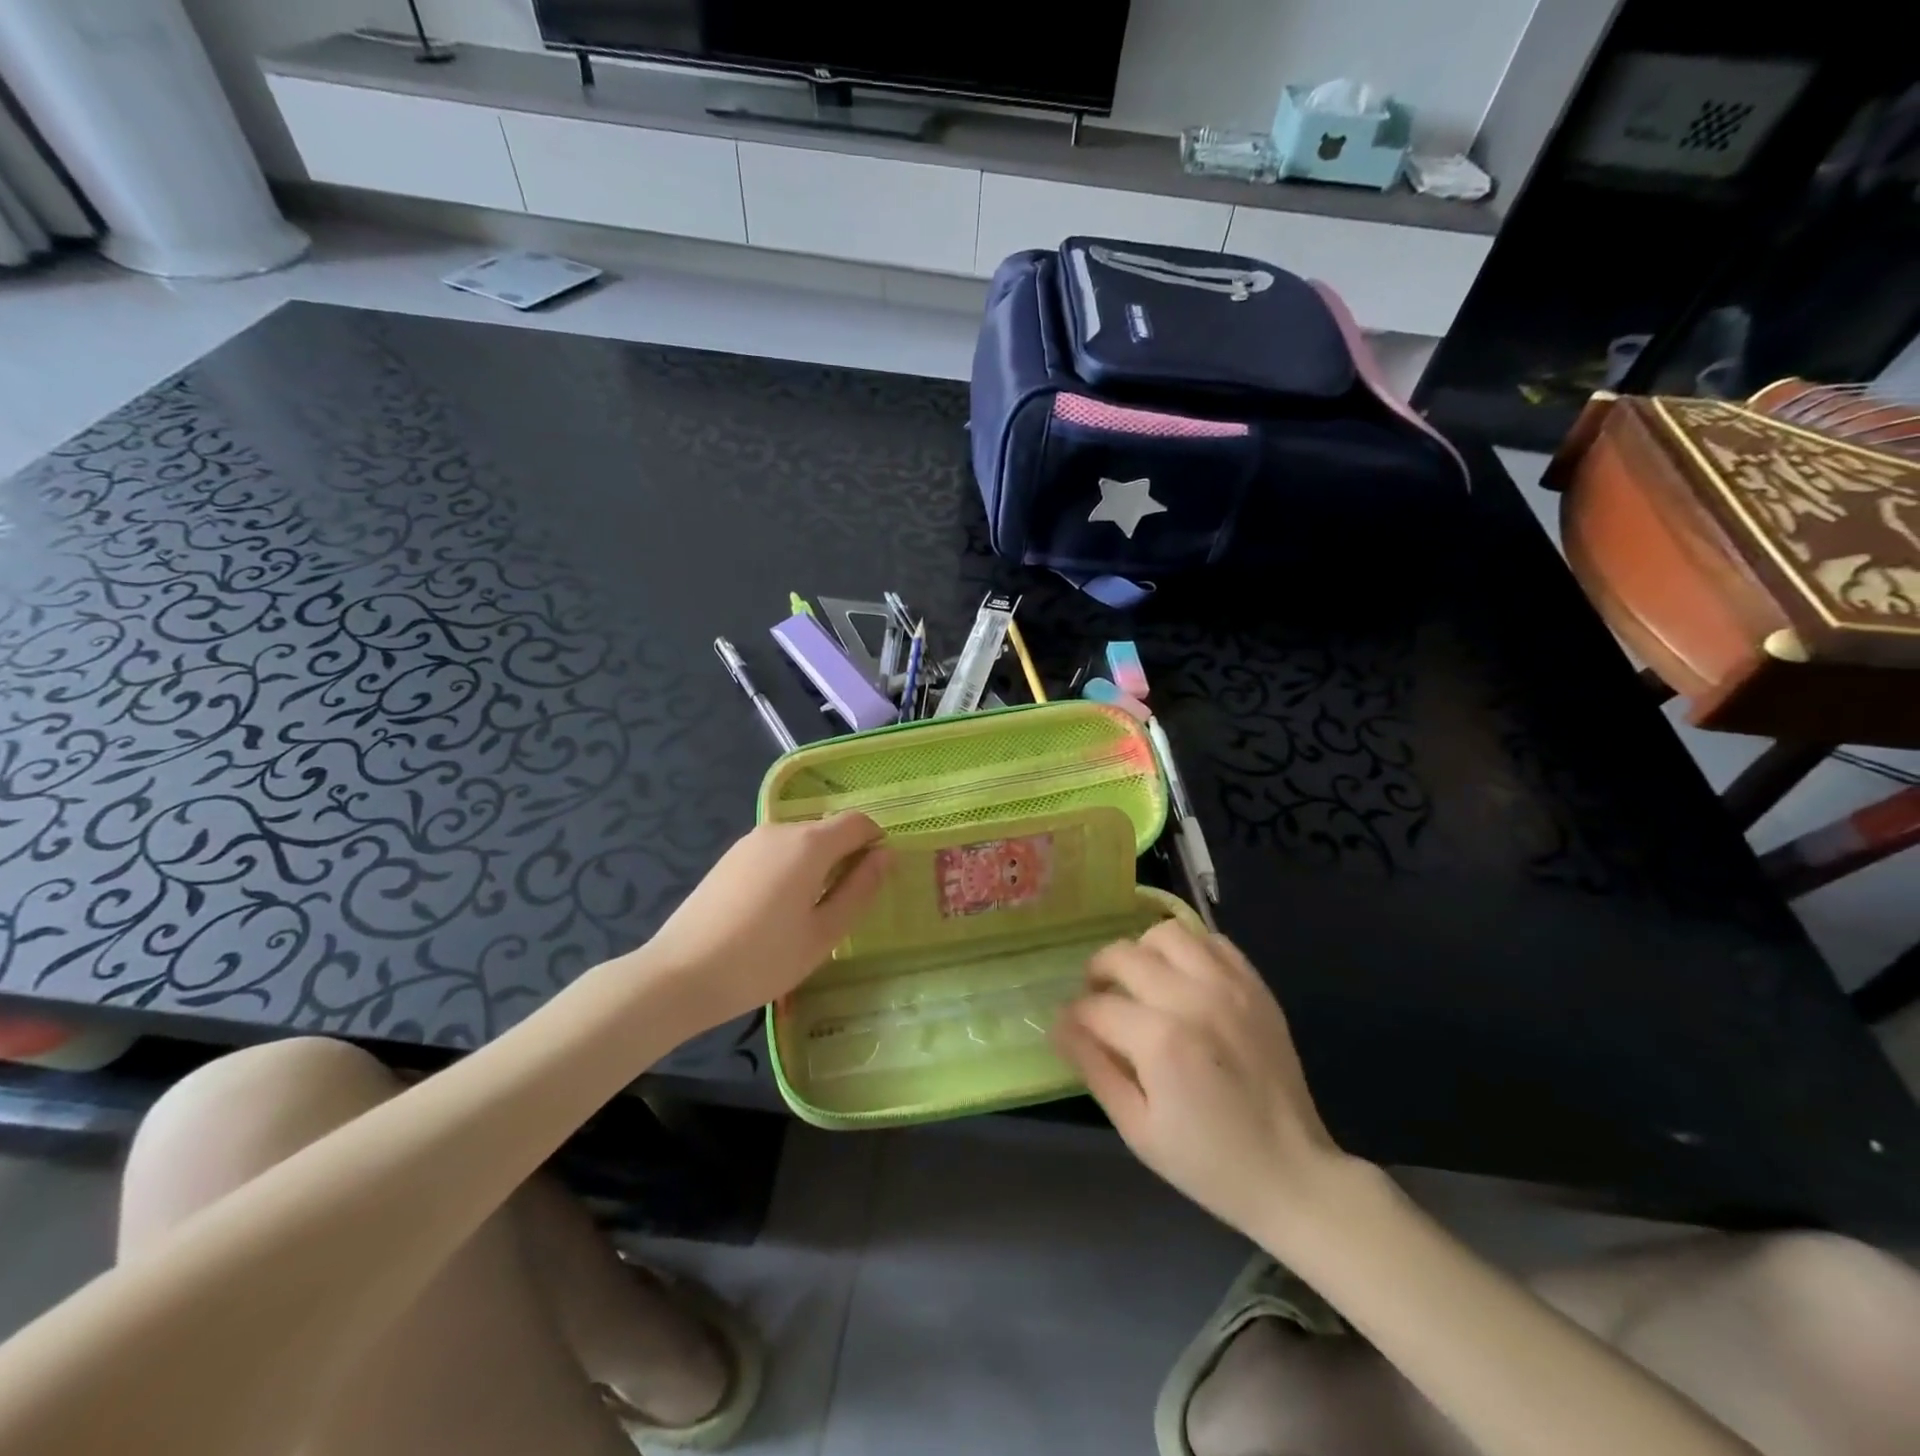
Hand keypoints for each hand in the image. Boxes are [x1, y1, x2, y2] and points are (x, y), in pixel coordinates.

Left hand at [643, 813, 890, 1029]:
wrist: (678, 975)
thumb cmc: (762, 960)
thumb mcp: (823, 933)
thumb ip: (859, 890)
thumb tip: (886, 856)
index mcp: (809, 844)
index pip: (857, 822)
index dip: (875, 843)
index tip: (875, 880)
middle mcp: (780, 830)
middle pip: (828, 830)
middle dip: (846, 856)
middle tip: (844, 906)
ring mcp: (750, 842)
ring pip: (801, 842)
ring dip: (817, 865)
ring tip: (809, 914)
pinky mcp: (730, 858)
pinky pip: (776, 852)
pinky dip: (790, 869)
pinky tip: (776, 911)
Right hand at [1052, 922, 1348, 1247]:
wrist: (1293, 1175)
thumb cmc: (1207, 1163)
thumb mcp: (1137, 1129)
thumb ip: (1094, 1068)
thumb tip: (1059, 1025)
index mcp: (1160, 1041)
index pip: (1095, 1006)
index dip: (1073, 1017)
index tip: (1070, 1030)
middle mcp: (1192, 998)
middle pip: (1123, 955)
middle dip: (1098, 973)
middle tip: (1099, 1000)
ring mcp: (1229, 986)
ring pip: (1166, 933)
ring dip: (1142, 953)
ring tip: (1141, 982)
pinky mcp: (1255, 986)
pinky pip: (1212, 941)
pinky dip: (1189, 950)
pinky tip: (1183, 980)